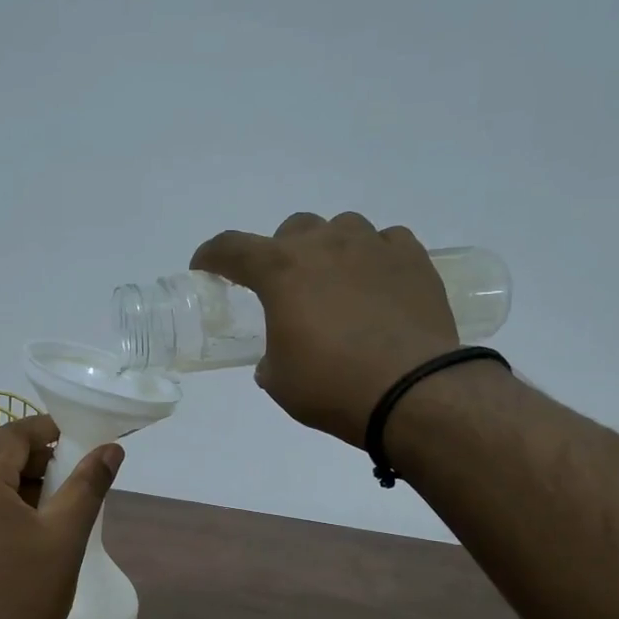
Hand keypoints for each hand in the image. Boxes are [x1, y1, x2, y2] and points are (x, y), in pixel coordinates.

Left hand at [0, 416, 121, 618]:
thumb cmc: (28, 591)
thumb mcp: (66, 534)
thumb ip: (88, 484)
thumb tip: (111, 448)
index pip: (12, 434)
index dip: (49, 430)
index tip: (81, 441)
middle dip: (38, 459)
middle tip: (76, 475)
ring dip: (23, 483)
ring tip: (61, 503)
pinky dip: (5, 505)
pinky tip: (34, 526)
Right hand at [192, 212, 460, 445]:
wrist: (411, 391)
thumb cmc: (331, 385)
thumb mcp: (280, 380)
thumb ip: (271, 356)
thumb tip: (278, 355)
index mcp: (281, 270)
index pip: (232, 248)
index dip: (212, 256)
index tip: (204, 266)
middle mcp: (325, 244)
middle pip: (292, 229)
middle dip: (281, 253)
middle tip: (285, 287)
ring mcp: (373, 246)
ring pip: (342, 227)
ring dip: (330, 249)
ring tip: (336, 283)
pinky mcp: (413, 259)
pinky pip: (387, 242)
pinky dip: (375, 257)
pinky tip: (378, 285)